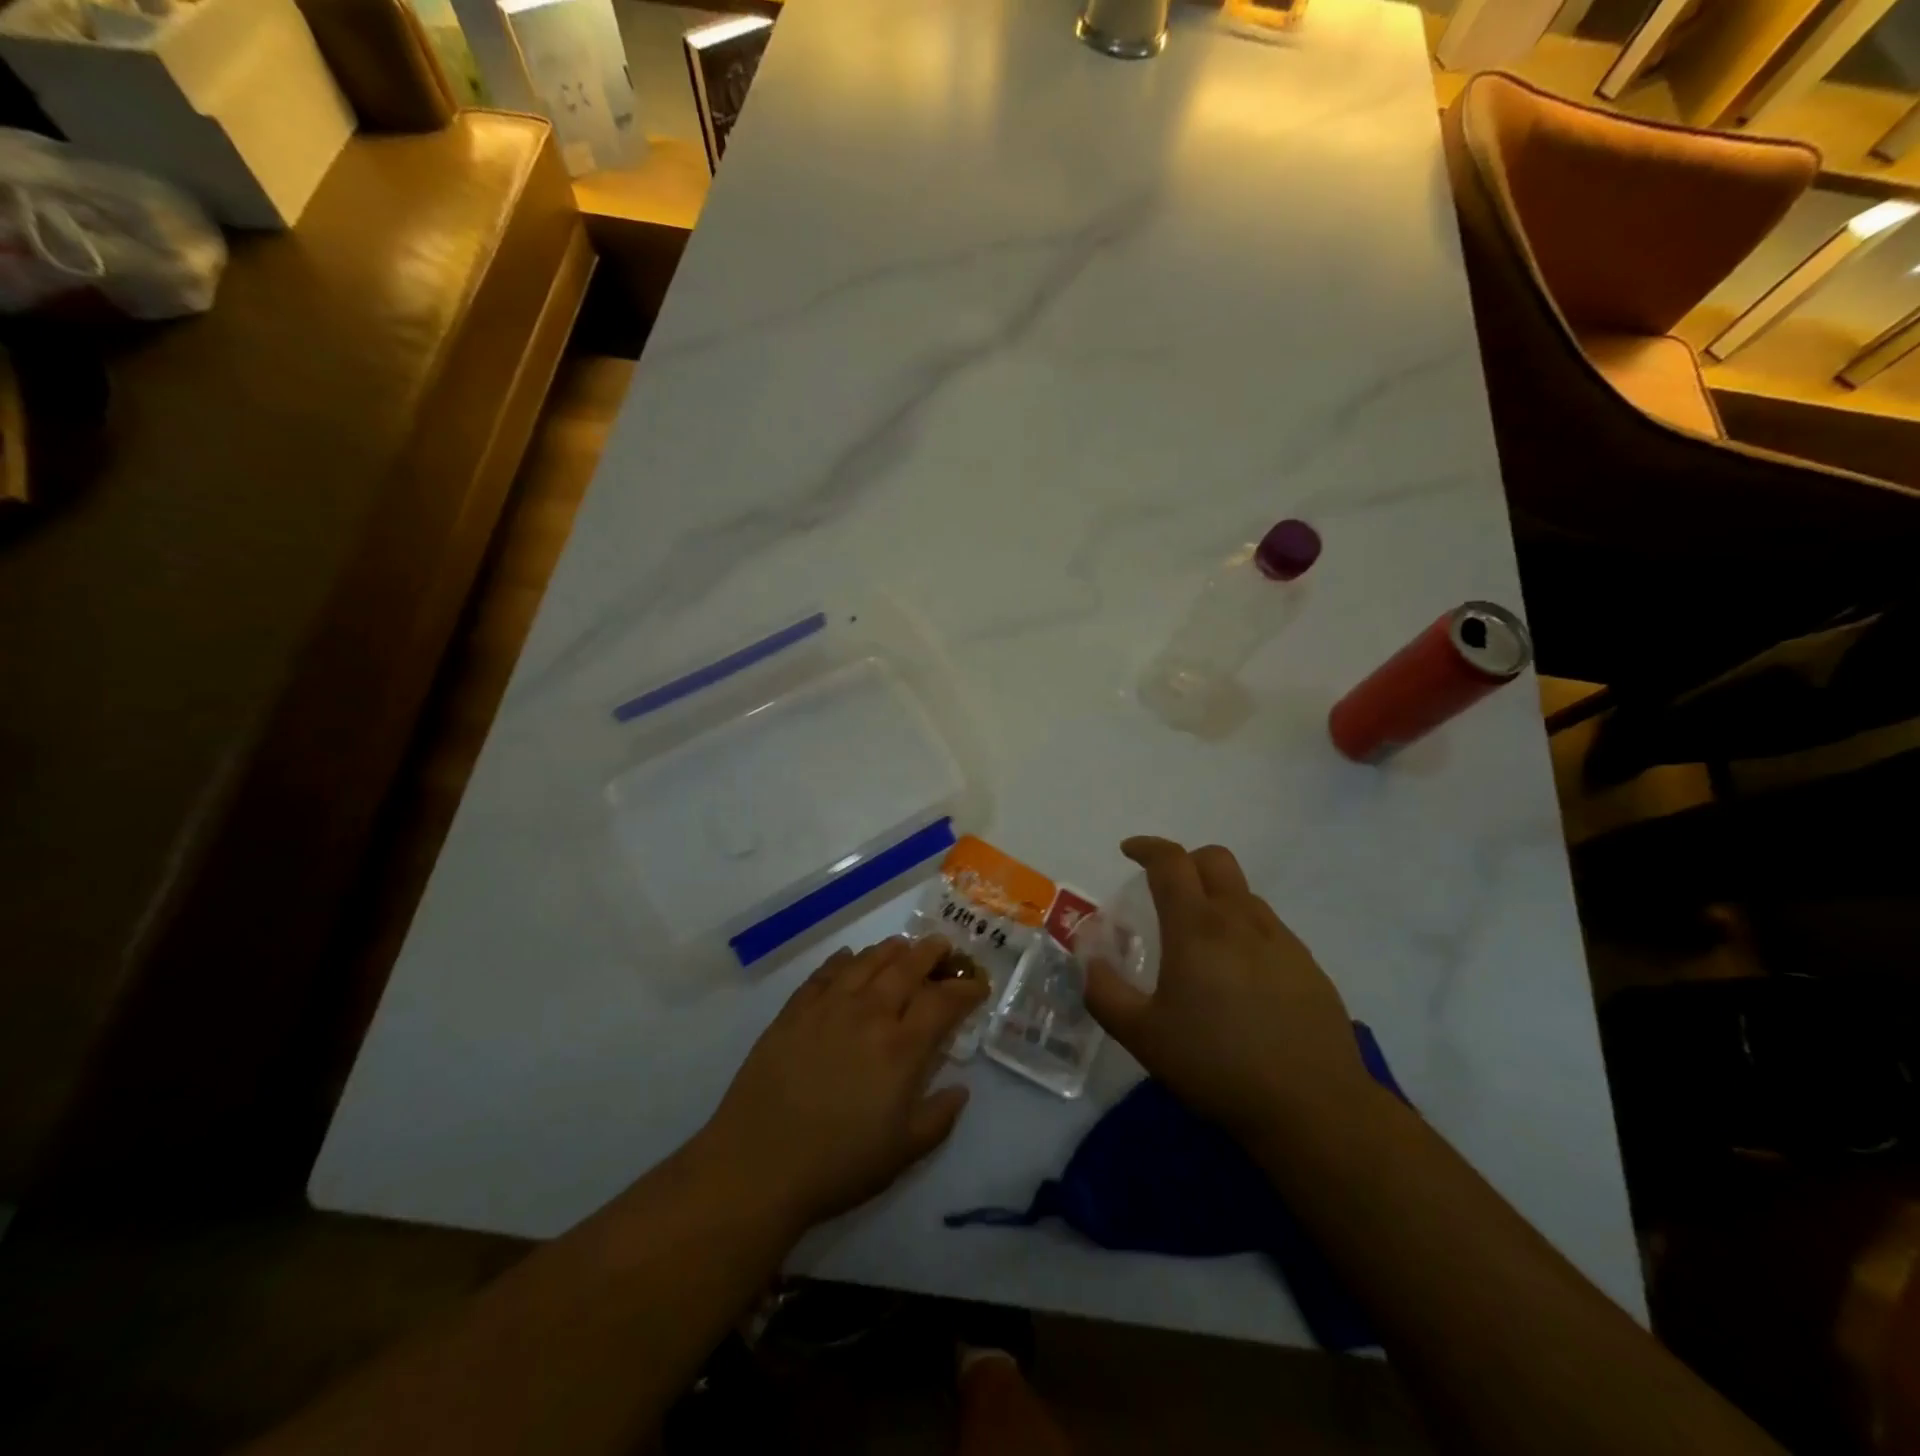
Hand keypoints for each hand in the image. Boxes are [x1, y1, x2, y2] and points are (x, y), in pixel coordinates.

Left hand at [697, 935, 988, 1235]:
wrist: (758, 1163)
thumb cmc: (838, 1164)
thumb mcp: (902, 1153)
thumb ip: (939, 1118)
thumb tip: (961, 1089)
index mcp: (901, 1047)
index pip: (943, 1001)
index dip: (965, 988)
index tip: (978, 985)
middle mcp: (869, 1014)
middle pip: (907, 967)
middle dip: (931, 953)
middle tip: (944, 947)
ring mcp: (828, 1007)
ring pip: (867, 961)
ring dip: (891, 949)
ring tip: (903, 946)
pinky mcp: (794, 1010)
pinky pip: (825, 973)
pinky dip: (844, 960)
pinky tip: (850, 959)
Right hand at [1084, 837, 1371, 1143]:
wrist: (1314, 1107)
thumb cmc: (1217, 1065)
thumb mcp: (1143, 1036)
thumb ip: (1105, 994)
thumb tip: (1091, 962)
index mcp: (1197, 927)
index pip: (1171, 862)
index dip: (1147, 848)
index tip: (1129, 852)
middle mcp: (1241, 920)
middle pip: (1214, 860)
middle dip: (1185, 861)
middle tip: (1164, 890)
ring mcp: (1281, 941)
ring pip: (1244, 894)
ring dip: (1215, 898)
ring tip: (1199, 942)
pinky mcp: (1308, 966)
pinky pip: (1268, 928)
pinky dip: (1243, 930)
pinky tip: (1239, 978)